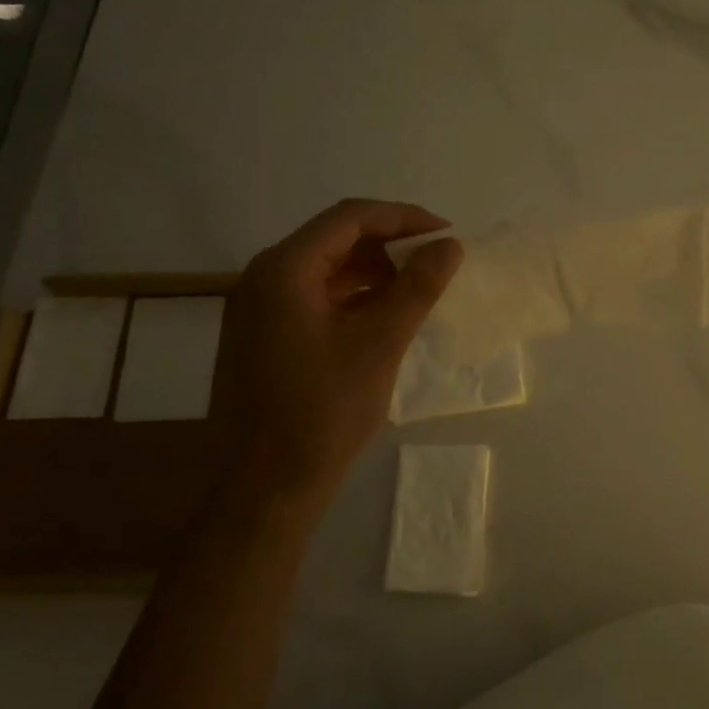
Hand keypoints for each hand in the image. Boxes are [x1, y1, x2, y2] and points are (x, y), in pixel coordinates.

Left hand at [212, 199, 462, 502]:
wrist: (263, 489)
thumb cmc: (322, 412)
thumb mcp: (379, 344)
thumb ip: (417, 288)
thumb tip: (450, 246)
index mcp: (284, 269)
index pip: (350, 218)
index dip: (403, 218)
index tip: (446, 234)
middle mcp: (264, 278)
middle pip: (335, 239)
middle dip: (389, 244)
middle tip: (436, 261)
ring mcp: (259, 309)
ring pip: (325, 270)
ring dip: (373, 271)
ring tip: (418, 288)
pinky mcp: (263, 338)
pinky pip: (314, 299)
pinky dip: (354, 298)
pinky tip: (385, 316)